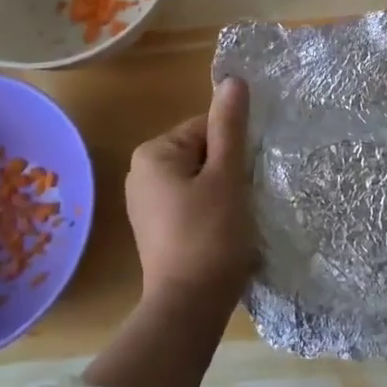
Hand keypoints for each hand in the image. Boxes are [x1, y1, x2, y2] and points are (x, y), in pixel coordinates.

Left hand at [125, 77, 256, 311]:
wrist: (189, 306)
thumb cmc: (210, 235)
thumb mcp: (226, 176)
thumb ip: (230, 126)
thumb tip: (233, 80)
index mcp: (153, 153)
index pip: (207, 128)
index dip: (234, 150)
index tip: (246, 178)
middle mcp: (141, 172)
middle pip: (202, 152)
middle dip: (228, 171)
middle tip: (243, 199)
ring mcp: (145, 202)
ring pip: (199, 179)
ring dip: (223, 191)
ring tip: (235, 218)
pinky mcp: (156, 227)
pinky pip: (190, 202)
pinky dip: (210, 210)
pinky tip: (222, 232)